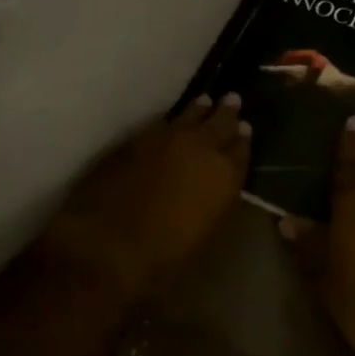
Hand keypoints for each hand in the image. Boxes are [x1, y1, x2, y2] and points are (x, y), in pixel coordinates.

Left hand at [44, 95, 249, 301]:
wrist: (109, 243)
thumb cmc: (164, 255)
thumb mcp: (204, 232)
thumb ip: (215, 201)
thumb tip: (216, 186)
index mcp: (225, 175)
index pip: (241, 150)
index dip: (243, 140)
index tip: (245, 130)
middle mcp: (203, 147)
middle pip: (220, 123)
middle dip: (227, 113)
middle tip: (233, 100)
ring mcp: (170, 137)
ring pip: (192, 114)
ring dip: (200, 109)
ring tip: (206, 101)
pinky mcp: (140, 136)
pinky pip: (164, 121)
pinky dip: (173, 119)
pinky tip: (173, 120)